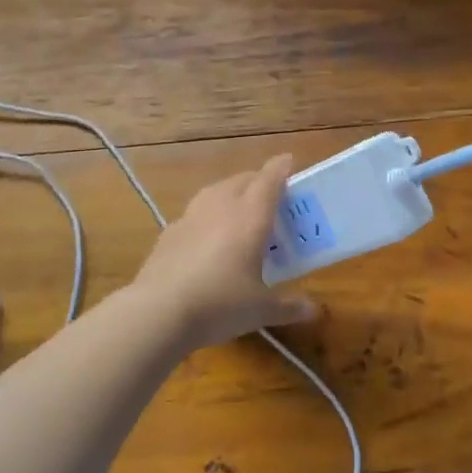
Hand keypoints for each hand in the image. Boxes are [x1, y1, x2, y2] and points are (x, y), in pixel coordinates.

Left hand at [130, 154, 318, 348]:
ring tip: (239, 209)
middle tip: (270, 194)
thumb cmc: (220, 304)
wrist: (159, 312)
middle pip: (242, 180)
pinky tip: (207, 237)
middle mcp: (221, 207)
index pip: (269, 181)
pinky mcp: (169, 233)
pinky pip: (194, 214)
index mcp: (250, 217)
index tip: (288, 161)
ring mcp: (191, 217)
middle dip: (258, 181)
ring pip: (215, 191)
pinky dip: (207, 217)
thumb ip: (288, 307)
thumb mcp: (260, 310)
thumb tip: (313, 311)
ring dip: (230, 193)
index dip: (280, 168)